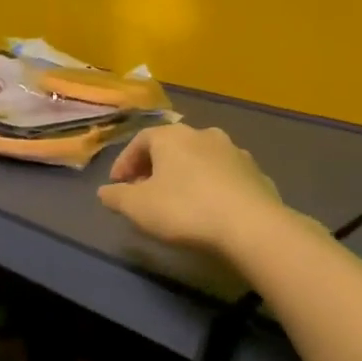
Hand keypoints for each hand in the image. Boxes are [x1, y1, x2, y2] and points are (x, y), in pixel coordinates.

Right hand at [97, 125, 286, 254]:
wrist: (251, 226)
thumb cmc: (184, 209)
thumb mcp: (137, 207)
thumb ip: (116, 197)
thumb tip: (104, 191)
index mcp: (172, 136)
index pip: (140, 140)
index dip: (125, 162)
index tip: (117, 185)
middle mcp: (204, 135)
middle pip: (171, 147)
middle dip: (154, 167)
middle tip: (144, 191)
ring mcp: (235, 152)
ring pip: (200, 159)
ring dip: (184, 175)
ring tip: (177, 200)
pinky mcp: (256, 174)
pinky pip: (224, 176)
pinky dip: (210, 187)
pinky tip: (208, 208)